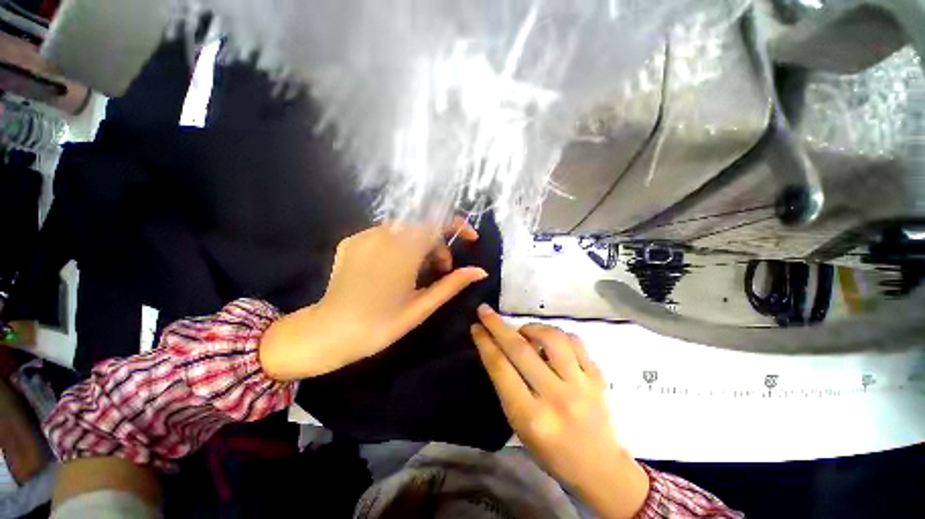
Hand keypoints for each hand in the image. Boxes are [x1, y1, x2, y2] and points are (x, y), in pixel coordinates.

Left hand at [259, 218, 487, 380]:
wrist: (329, 333)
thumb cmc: (380, 325)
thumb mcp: (422, 307)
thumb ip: (452, 284)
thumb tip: (480, 271)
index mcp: (403, 252)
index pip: (437, 222)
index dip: (458, 225)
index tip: (471, 238)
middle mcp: (382, 236)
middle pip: (424, 226)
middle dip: (439, 243)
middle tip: (442, 269)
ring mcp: (364, 236)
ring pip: (405, 229)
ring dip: (421, 244)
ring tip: (419, 271)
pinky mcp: (351, 240)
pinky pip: (385, 234)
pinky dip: (400, 245)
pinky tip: (395, 268)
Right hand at [471, 306, 649, 518]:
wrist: (600, 467)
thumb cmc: (551, 452)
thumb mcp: (519, 427)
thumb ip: (507, 387)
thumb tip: (497, 348)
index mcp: (531, 417)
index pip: (501, 368)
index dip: (485, 343)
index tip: (476, 327)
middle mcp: (556, 397)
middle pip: (520, 349)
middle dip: (497, 325)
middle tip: (485, 311)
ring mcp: (581, 384)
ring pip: (551, 338)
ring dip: (531, 327)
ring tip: (524, 331)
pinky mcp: (597, 376)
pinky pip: (574, 341)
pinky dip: (557, 334)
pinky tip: (550, 340)